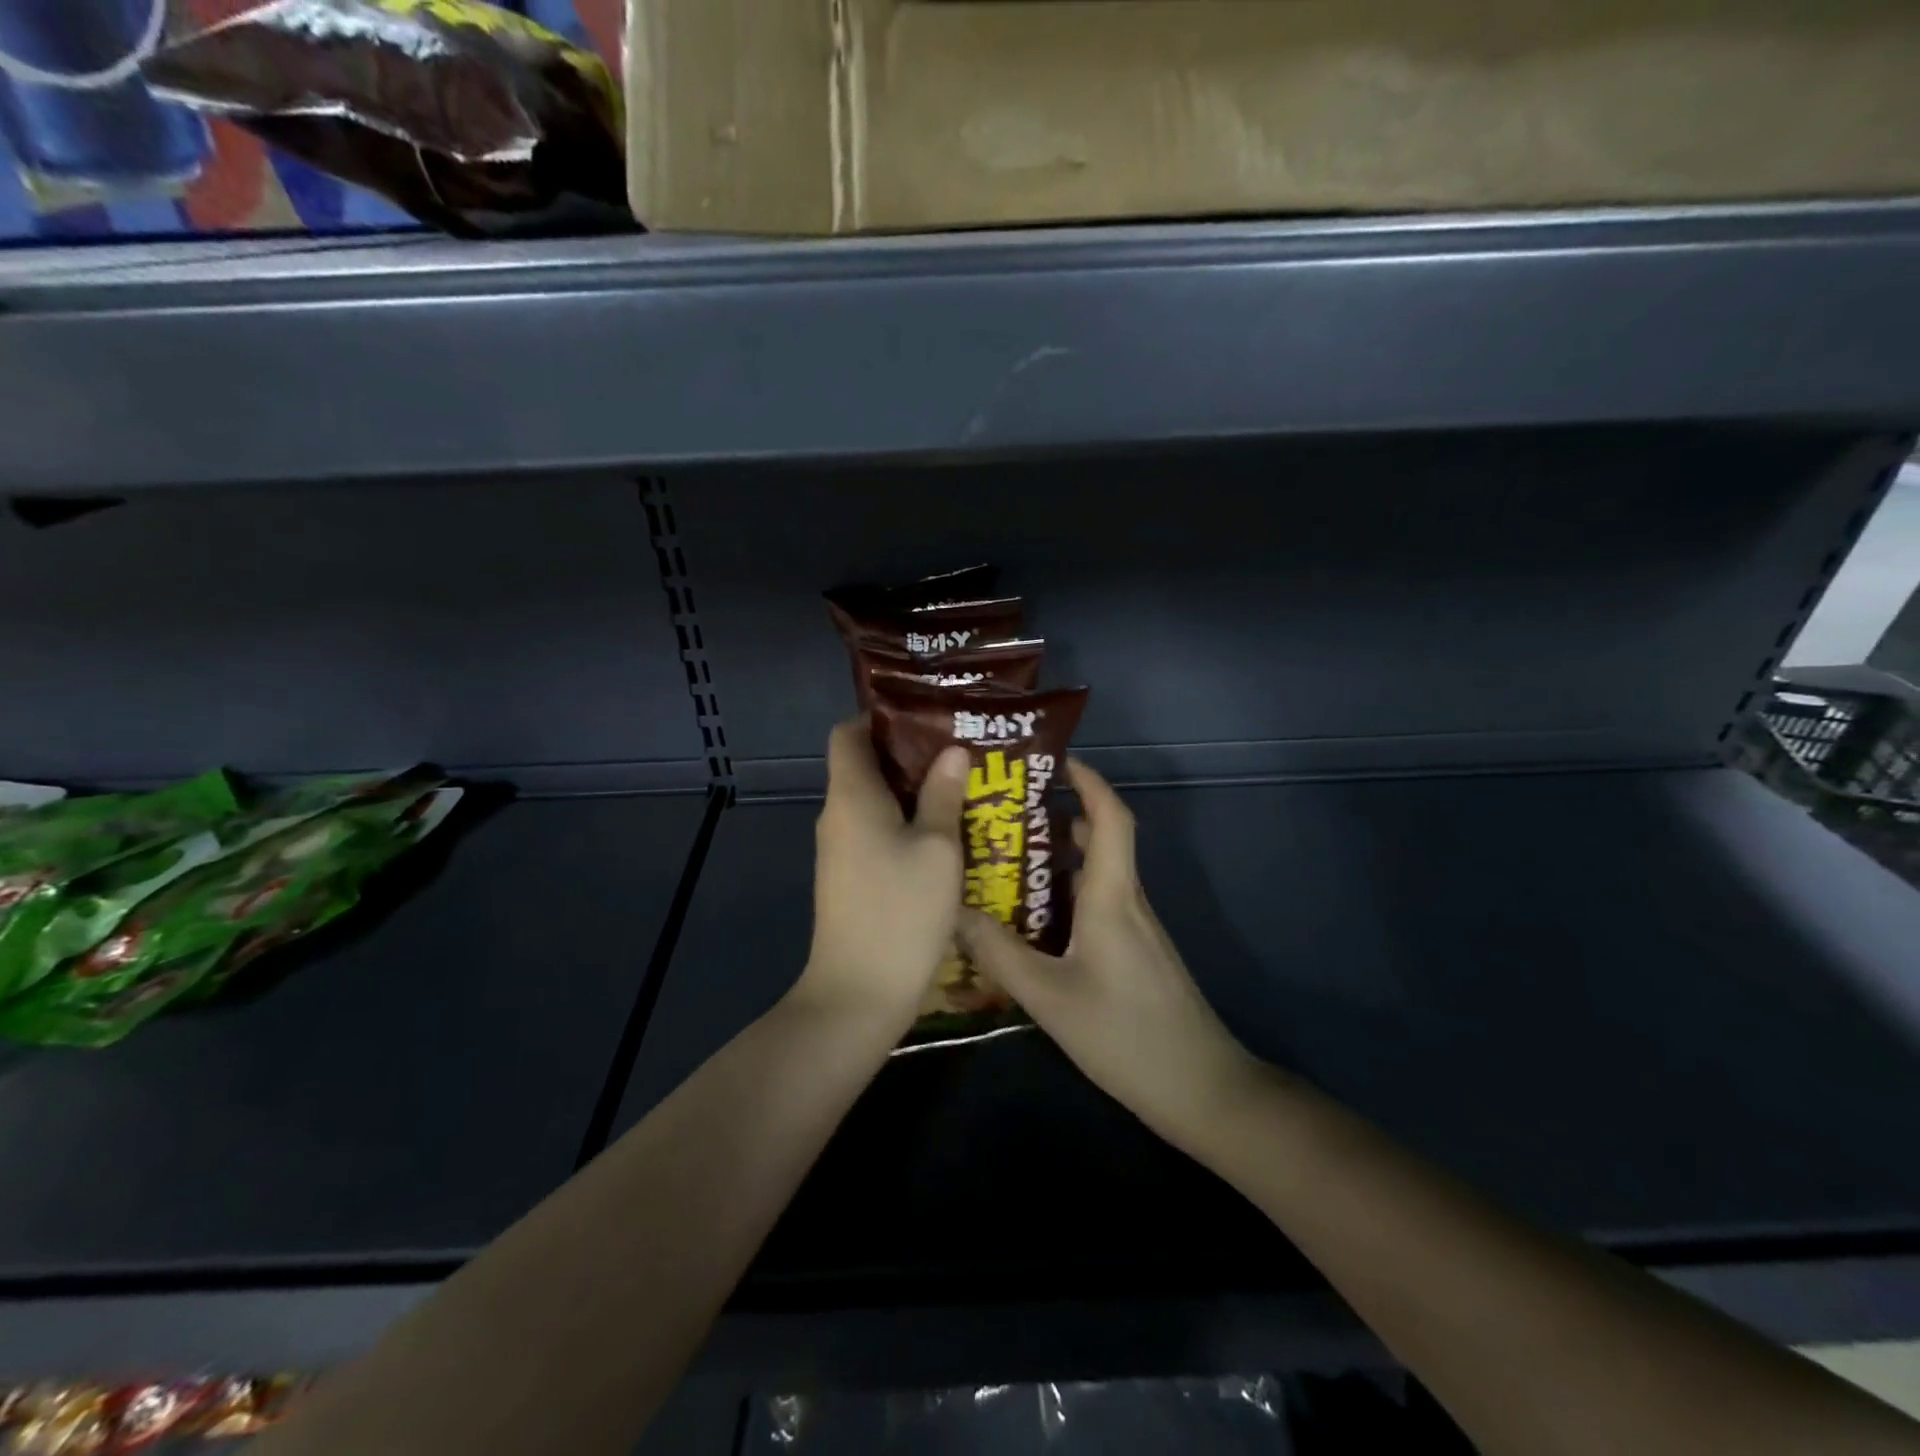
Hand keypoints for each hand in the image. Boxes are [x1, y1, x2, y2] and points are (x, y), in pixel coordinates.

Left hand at [793, 717, 969, 1026]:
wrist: (859, 993)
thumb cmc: (901, 911)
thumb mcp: (937, 849)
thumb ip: (943, 795)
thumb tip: (951, 751)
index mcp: (852, 796)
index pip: (848, 733)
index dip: (880, 717)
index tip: (925, 716)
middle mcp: (837, 816)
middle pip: (864, 765)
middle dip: (909, 753)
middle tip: (959, 750)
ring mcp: (840, 850)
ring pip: (874, 802)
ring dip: (913, 791)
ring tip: (961, 786)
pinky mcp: (849, 878)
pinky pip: (875, 832)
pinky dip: (905, 823)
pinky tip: (945, 834)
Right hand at [958, 759, 1263, 1147]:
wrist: (1199, 1089)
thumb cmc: (1126, 1035)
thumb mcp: (1049, 996)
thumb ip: (998, 953)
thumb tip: (950, 911)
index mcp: (1112, 896)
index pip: (1110, 818)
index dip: (1088, 782)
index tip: (1054, 761)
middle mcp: (1127, 901)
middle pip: (1099, 840)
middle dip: (1058, 816)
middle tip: (1005, 813)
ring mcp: (1135, 929)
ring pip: (1095, 875)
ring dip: (1057, 859)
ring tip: (1005, 860)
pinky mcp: (1134, 953)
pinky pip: (1096, 904)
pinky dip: (1065, 895)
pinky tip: (1029, 919)